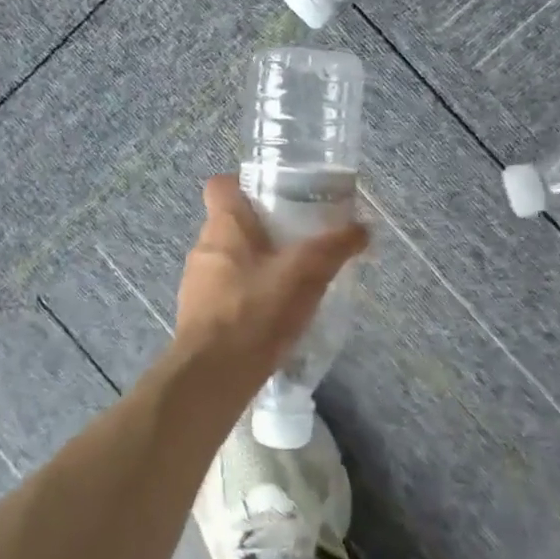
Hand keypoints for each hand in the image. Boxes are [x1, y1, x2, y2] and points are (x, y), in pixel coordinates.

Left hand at [170, 175, 368, 387]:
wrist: (214, 375)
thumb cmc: (256, 310)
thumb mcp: (306, 273)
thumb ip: (335, 248)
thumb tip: (363, 228)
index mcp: (223, 226)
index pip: (221, 186)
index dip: (243, 184)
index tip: (273, 194)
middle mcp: (203, 248)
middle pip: (229, 224)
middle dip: (260, 229)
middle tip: (296, 239)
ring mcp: (196, 284)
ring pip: (227, 260)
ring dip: (253, 265)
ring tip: (289, 279)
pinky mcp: (197, 317)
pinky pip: (224, 293)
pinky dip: (245, 296)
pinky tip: (272, 314)